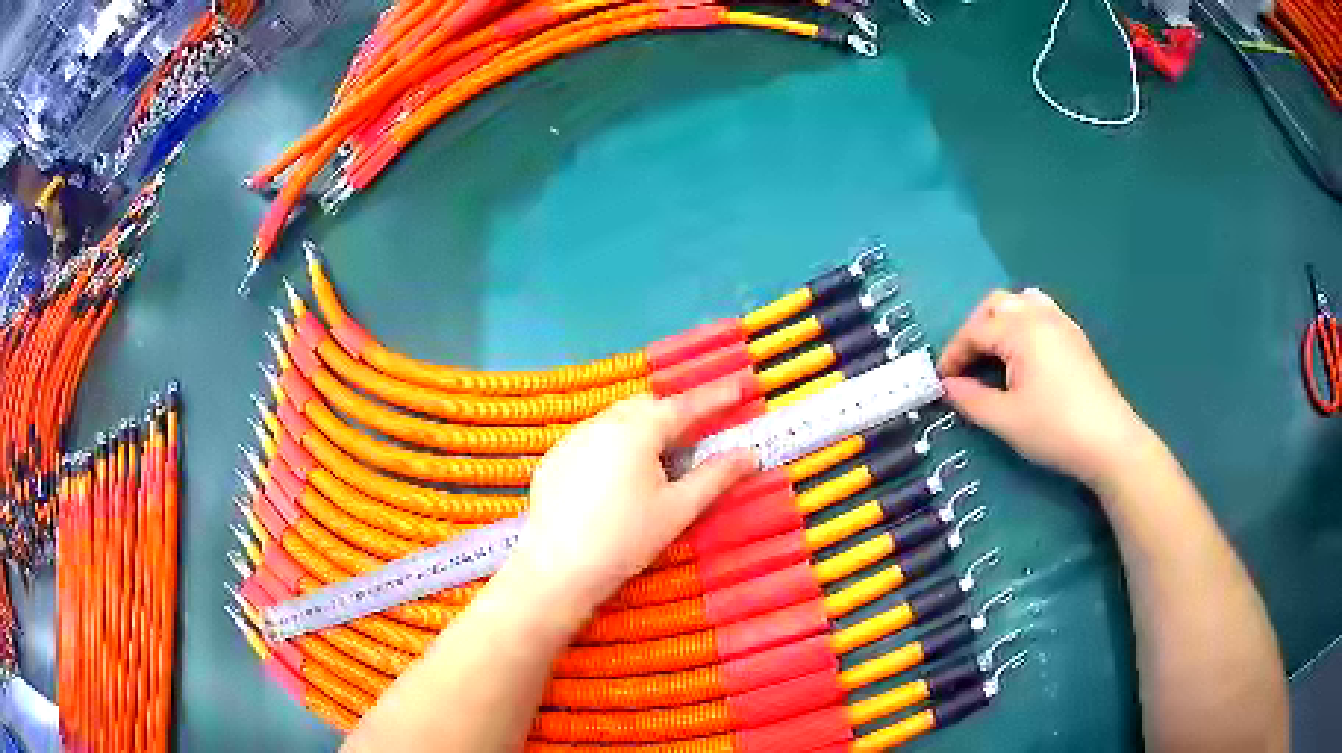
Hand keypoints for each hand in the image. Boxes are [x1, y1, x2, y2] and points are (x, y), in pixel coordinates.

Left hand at [507, 383, 757, 615]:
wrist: (558, 569)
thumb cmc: (626, 539)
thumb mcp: (678, 509)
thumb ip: (716, 476)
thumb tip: (749, 453)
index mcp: (636, 430)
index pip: (684, 406)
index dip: (713, 398)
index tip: (737, 387)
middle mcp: (601, 423)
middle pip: (645, 407)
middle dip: (673, 414)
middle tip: (694, 436)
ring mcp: (571, 440)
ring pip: (614, 420)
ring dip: (640, 429)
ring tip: (655, 462)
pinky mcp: (553, 461)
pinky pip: (590, 440)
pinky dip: (612, 446)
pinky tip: (614, 481)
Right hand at [939, 289, 1158, 488]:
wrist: (1108, 441)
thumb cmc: (1054, 429)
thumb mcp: (1005, 419)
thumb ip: (971, 399)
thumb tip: (948, 386)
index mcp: (1020, 329)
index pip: (975, 331)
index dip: (954, 355)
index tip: (941, 381)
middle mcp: (1039, 315)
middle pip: (996, 305)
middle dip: (974, 331)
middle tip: (965, 365)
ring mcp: (1061, 322)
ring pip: (1020, 303)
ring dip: (999, 322)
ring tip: (993, 354)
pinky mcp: (1074, 336)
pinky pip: (1042, 310)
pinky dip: (1023, 322)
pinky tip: (1024, 352)